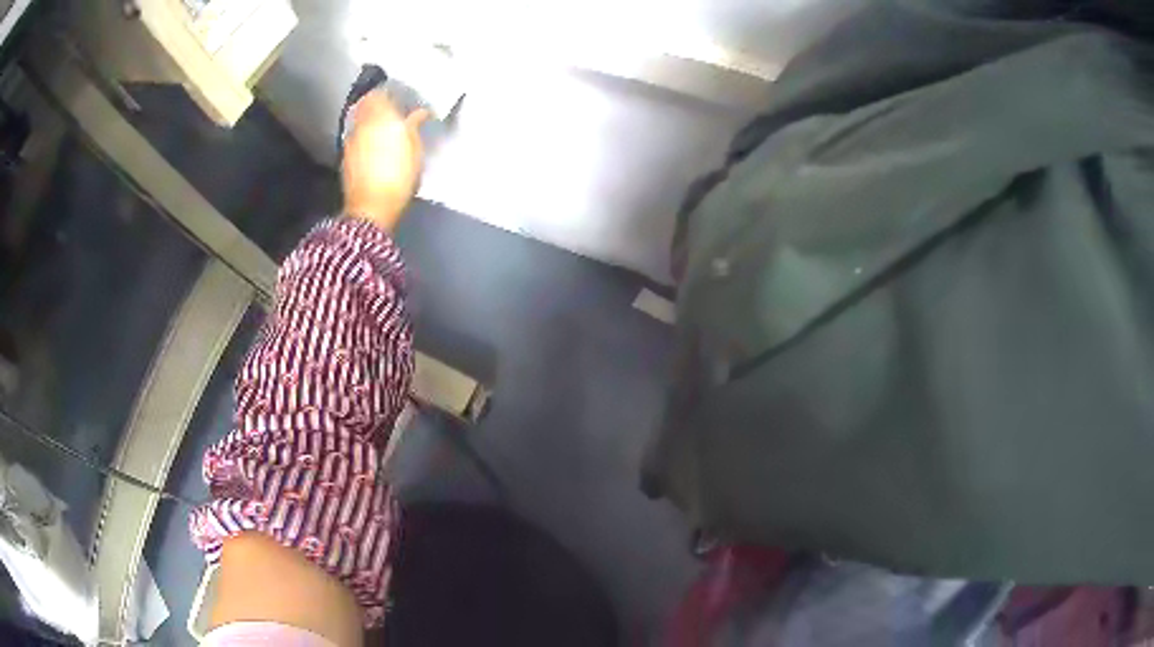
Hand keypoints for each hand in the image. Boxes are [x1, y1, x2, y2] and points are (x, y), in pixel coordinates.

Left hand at [342, 92, 429, 230]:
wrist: (371, 208)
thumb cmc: (397, 177)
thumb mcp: (415, 150)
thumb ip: (414, 126)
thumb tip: (419, 113)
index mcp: (379, 117)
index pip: (379, 94)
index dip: (388, 94)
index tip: (399, 98)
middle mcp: (361, 124)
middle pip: (365, 105)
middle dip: (376, 105)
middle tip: (390, 111)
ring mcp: (350, 141)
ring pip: (359, 120)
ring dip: (369, 121)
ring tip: (383, 129)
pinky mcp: (346, 157)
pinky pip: (355, 137)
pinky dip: (364, 136)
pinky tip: (374, 147)